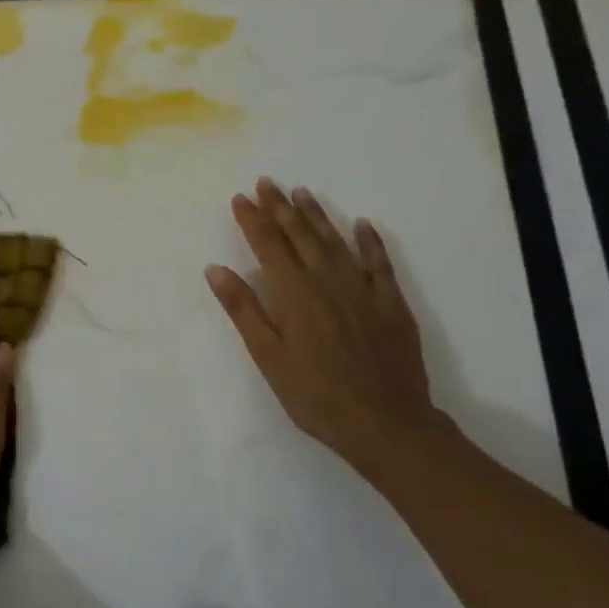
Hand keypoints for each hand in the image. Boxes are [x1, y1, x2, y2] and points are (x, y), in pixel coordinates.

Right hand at [205, 178, 438, 462]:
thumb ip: (243, 309)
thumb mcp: (268, 357)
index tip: (241, 197)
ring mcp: (364, 290)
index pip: (269, 246)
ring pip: (336, 242)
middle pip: (301, 236)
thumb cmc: (315, 395)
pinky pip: (379, 263)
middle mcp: (328, 281)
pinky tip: (362, 225)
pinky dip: (370, 241)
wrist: (386, 424)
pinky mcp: (392, 304)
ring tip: (302, 192)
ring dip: (317, 215)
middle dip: (281, 208)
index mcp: (295, 294)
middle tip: (267, 183)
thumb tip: (216, 269)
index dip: (253, 220)